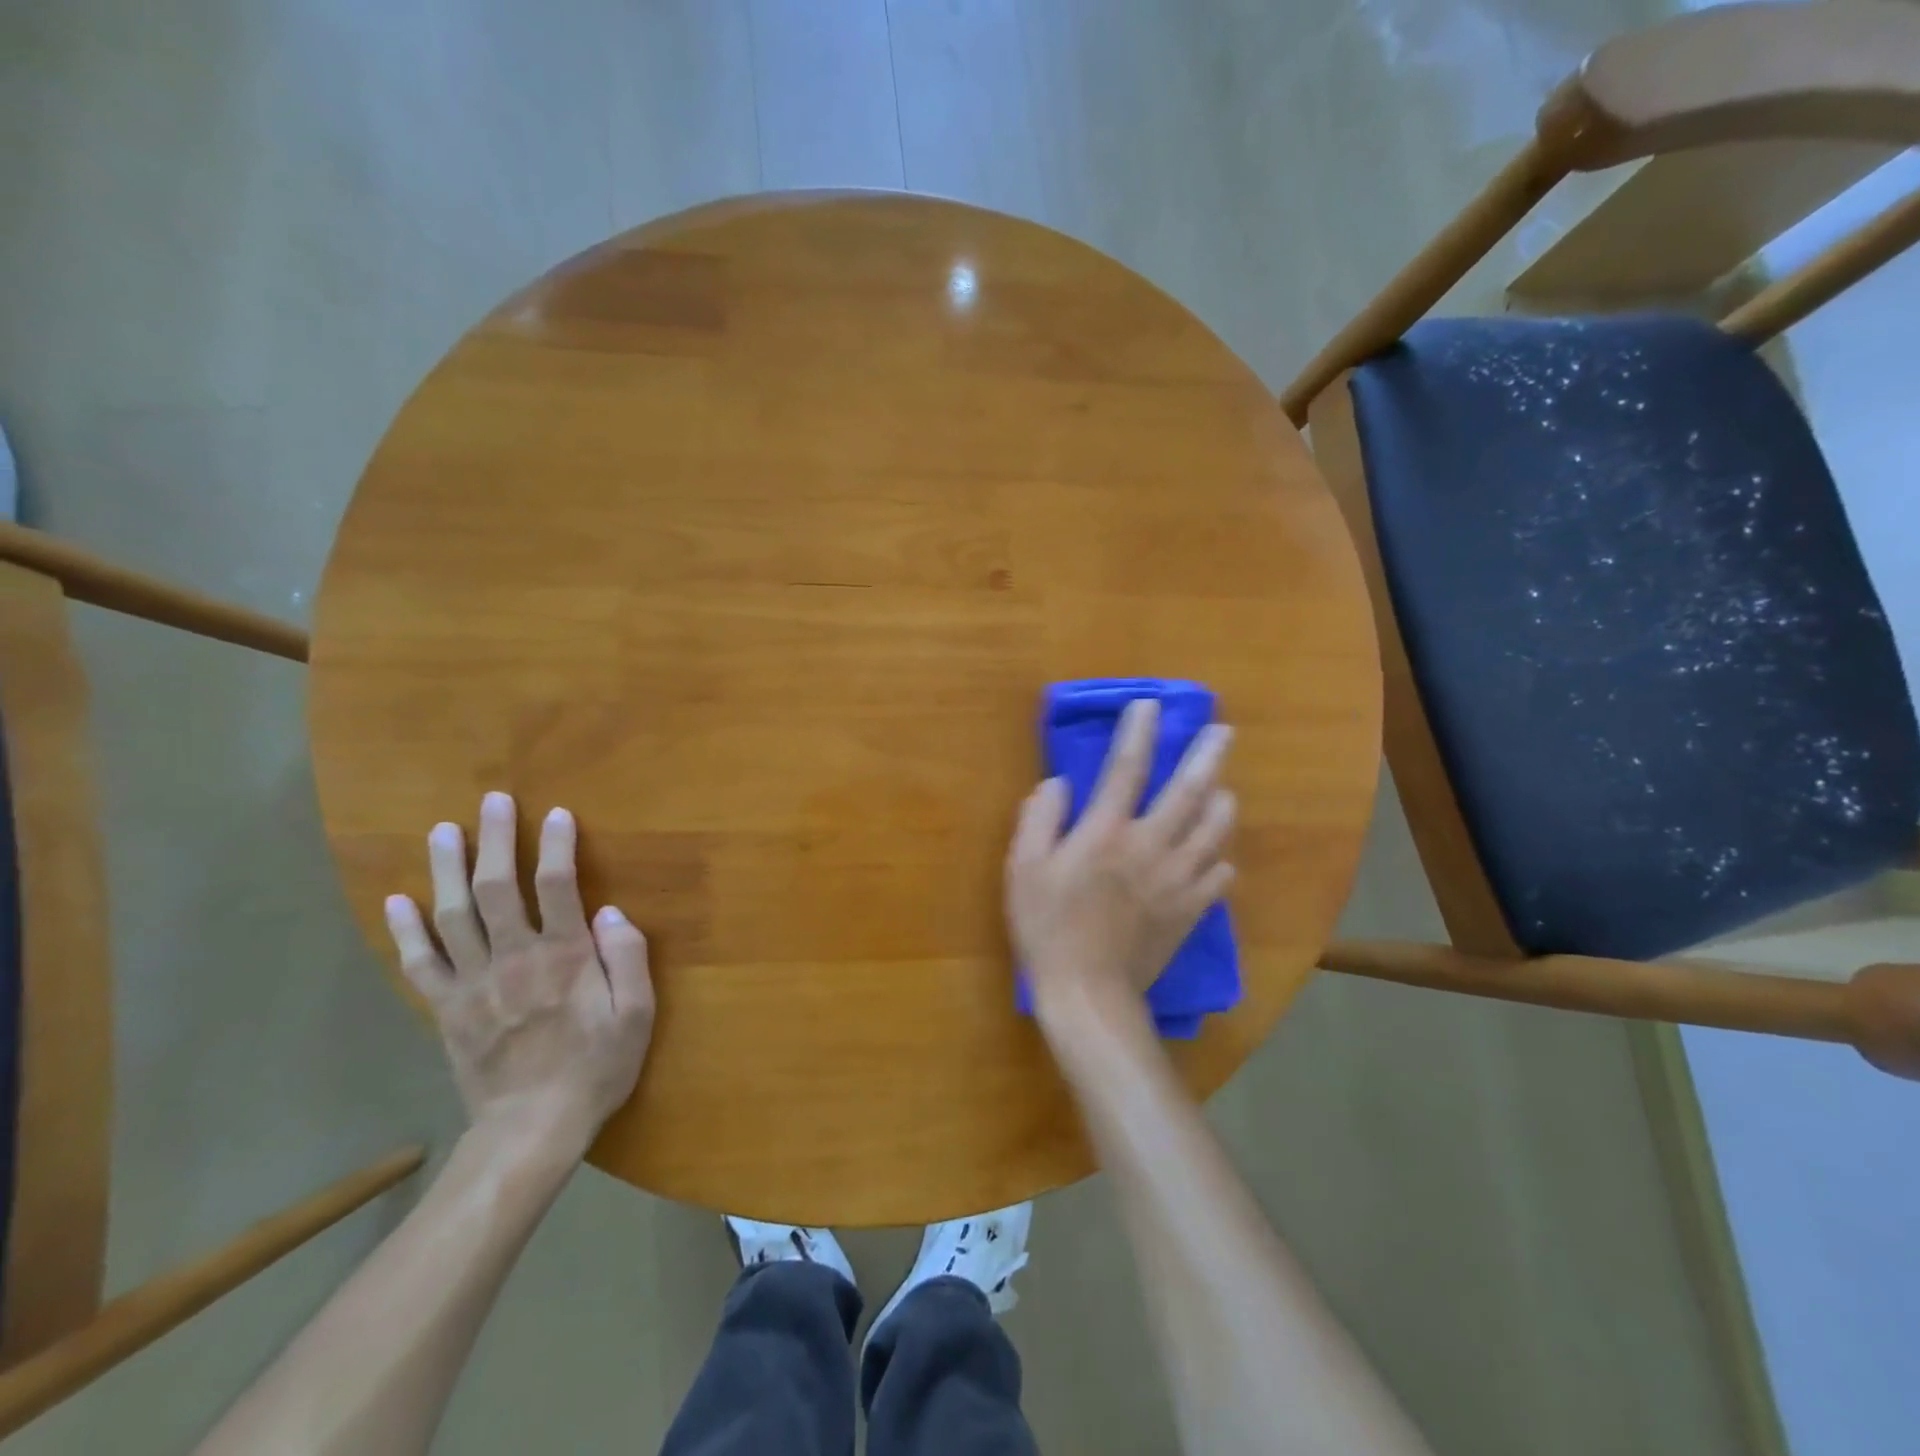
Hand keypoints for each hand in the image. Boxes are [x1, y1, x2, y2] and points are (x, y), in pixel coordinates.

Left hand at [384, 791, 654, 1156]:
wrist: (532, 1128)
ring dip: (447, 869)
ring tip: (442, 831)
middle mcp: (516, 958)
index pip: (559, 885)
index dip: (558, 845)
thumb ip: (628, 958)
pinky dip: (406, 931)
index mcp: (566, 956)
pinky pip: (421, 963)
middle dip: (495, 840)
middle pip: (499, 888)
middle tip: (491, 801)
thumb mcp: (637, 1015)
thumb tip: (609, 911)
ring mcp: (475, 983)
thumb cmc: (596, 1067)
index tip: (556, 813)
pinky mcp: (448, 1009)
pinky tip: (397, 901)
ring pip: (455, 915)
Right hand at [1006, 700, 1235, 1025]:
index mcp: (1106, 832)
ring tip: (1224, 790)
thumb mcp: (1023, 868)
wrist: (1088, 993)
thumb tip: (1058, 783)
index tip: (1150, 706)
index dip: (1139, 732)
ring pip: (1214, 831)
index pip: (1127, 768)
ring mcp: (1177, 880)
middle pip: (1188, 791)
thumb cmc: (1047, 926)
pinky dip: (1220, 860)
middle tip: (1224, 731)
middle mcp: (1150, 847)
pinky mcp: (1190, 911)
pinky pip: (1219, 877)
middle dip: (1207, 756)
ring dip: (1222, 803)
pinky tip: (1217, 856)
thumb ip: (1039, 818)